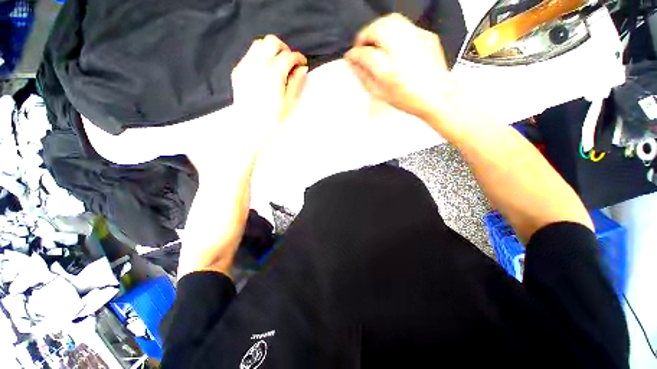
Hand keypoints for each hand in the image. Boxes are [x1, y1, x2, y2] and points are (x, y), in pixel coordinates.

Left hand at [187, 35, 307, 172]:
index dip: (299, 57)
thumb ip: (296, 81)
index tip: (303, 63)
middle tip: (290, 61)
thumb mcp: (289, 102)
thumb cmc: (273, 119)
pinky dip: (260, 56)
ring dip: (271, 49)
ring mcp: (245, 66)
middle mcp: (258, 64)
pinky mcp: (238, 71)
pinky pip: (249, 55)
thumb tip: (302, 68)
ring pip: (259, 44)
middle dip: (284, 48)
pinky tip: (265, 70)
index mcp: (273, 72)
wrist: (250, 129)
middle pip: (272, 42)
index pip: (288, 56)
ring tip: (277, 63)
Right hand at [345, 14, 451, 118]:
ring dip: (377, 28)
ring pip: (390, 20)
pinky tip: (392, 43)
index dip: (354, 54)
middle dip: (364, 36)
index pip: (365, 53)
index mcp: (388, 70)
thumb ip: (365, 79)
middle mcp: (402, 49)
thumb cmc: (409, 99)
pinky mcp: (425, 35)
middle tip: (361, 46)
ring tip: (374, 40)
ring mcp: (416, 39)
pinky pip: (405, 25)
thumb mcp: (382, 94)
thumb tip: (355, 65)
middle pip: (376, 29)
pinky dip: (393, 30)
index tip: (350, 56)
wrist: (438, 95)